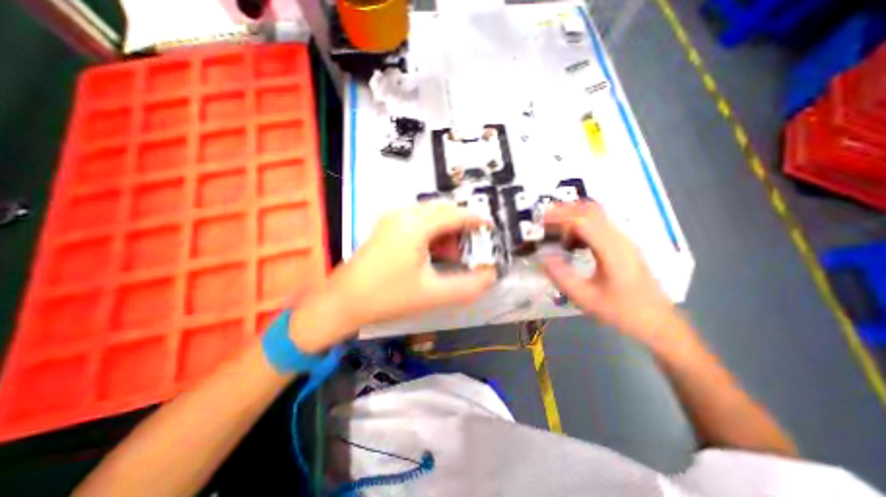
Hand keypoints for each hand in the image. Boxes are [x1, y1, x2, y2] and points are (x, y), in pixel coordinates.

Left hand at [294, 203, 495, 352]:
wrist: (342, 303)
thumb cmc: (387, 297)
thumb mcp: (432, 294)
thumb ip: (467, 287)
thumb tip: (490, 276)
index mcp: (415, 226)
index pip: (454, 214)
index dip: (475, 219)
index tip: (489, 226)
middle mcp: (403, 215)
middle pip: (442, 211)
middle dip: (460, 225)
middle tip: (470, 246)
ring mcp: (391, 220)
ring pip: (429, 216)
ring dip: (445, 230)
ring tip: (451, 254)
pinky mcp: (385, 229)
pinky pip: (416, 222)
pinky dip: (431, 233)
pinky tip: (432, 253)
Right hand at [541, 202, 679, 345]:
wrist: (657, 321)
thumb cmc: (622, 311)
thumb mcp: (586, 298)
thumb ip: (562, 277)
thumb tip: (543, 258)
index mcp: (612, 250)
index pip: (582, 221)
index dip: (559, 217)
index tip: (539, 221)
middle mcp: (619, 239)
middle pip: (590, 211)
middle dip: (564, 210)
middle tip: (543, 220)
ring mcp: (623, 240)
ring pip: (596, 215)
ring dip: (573, 215)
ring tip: (553, 227)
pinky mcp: (623, 245)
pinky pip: (599, 224)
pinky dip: (581, 223)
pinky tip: (571, 239)